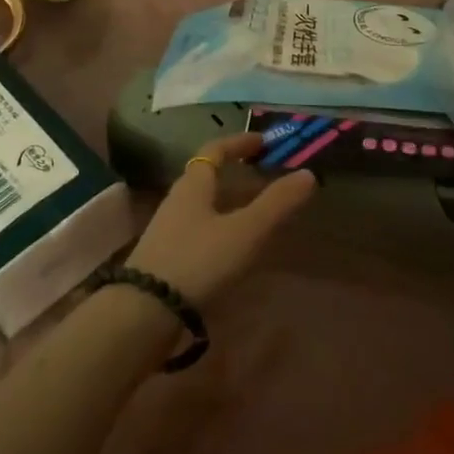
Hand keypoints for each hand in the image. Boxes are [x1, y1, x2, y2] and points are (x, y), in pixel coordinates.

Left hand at [125, 134, 316, 304]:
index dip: (238, 142)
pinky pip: (199, 231)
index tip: (262, 141)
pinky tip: (235, 248)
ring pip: (203, 206)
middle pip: (207, 178)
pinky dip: (221, 229)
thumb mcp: (245, 231)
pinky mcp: (166, 258)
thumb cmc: (198, 260)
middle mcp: (177, 201)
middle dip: (236, 174)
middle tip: (265, 177)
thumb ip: (277, 203)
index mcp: (193, 185)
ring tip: (256, 213)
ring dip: (229, 203)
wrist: (145, 312)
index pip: (214, 150)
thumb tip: (308, 174)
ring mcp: (168, 231)